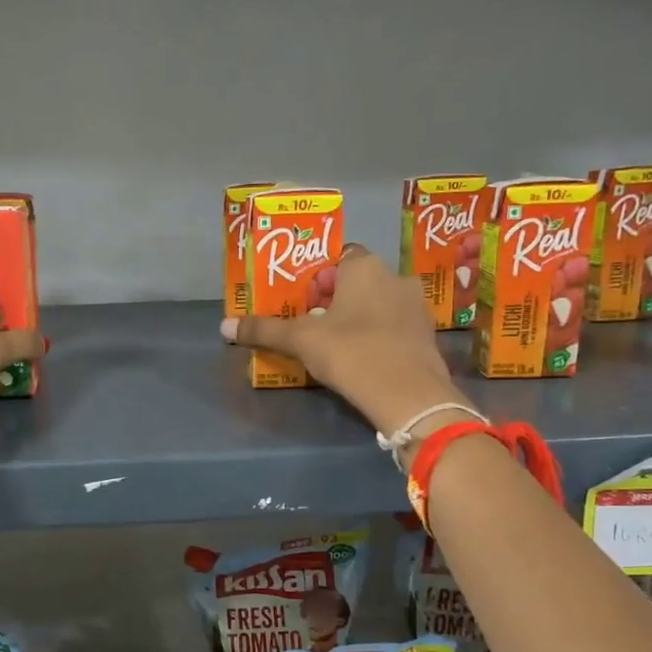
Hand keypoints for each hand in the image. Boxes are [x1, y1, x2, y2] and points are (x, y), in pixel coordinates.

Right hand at [222, 245, 460, 432]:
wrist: (408, 395)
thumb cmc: (351, 352)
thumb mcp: (301, 341)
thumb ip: (264, 330)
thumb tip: (224, 326)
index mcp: (365, 266)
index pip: (339, 257)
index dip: (319, 277)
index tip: (303, 300)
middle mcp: (395, 277)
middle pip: (358, 281)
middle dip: (337, 299)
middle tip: (312, 324)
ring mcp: (416, 307)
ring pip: (379, 304)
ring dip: (359, 318)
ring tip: (335, 345)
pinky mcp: (426, 336)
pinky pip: (395, 327)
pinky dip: (379, 337)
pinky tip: (363, 359)